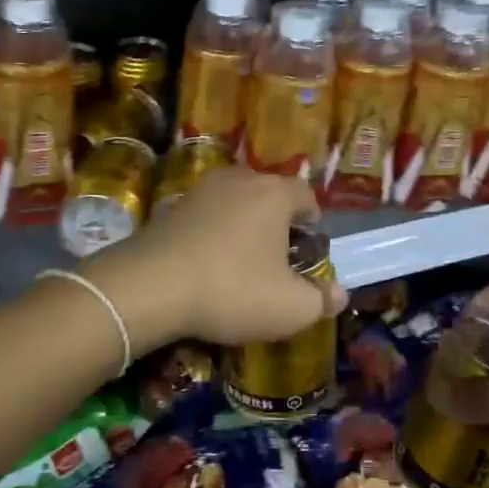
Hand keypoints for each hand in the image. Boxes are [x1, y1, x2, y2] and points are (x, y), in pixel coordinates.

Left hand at [83, 166, 347, 349]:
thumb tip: (339, 294)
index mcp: (274, 193)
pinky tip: (208, 265)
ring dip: (243, 227)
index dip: (313, 222)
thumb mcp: (289, 307)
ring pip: (235, 203)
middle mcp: (239, 179)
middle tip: (279, 259)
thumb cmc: (233, 289)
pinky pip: (206, 216)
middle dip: (278, 223)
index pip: (306, 196)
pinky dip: (213, 234)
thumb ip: (321, 299)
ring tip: (242, 262)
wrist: (149, 286)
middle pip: (269, 195)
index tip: (309, 249)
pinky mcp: (171, 207)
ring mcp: (201, 190)